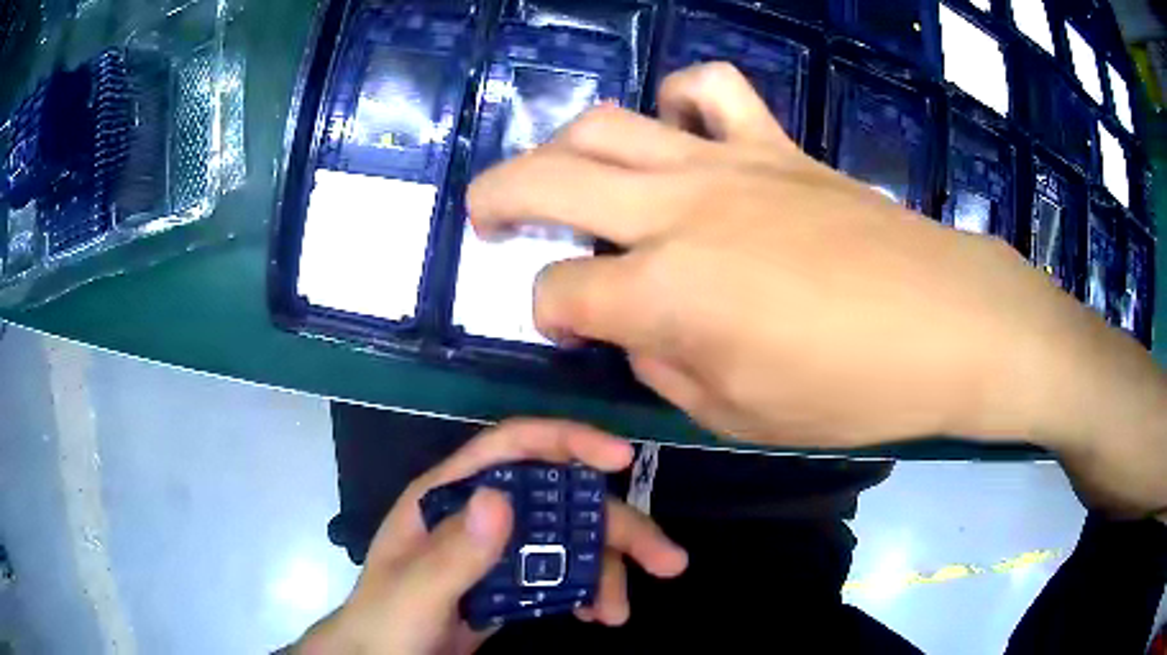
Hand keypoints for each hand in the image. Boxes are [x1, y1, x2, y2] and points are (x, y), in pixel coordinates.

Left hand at [290, 420, 687, 654]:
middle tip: (666, 560)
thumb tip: (502, 499)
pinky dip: (588, 589)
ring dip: (606, 569)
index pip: (512, 449)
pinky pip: (561, 575)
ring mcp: (498, 551)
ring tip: (619, 613)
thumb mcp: (413, 594)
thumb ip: (451, 555)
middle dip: (615, 526)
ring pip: (568, 540)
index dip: (568, 441)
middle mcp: (479, 515)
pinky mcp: (511, 584)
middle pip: (559, 500)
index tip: (622, 458)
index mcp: (448, 498)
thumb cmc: (385, 623)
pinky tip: (598, 614)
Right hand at [469, 62, 1166, 519]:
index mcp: (665, 293)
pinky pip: (713, 91)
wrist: (947, 326)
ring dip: (568, 144)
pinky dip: (680, 99)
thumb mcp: (738, 418)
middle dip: (499, 196)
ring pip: (611, 121)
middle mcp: (679, 211)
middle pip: (550, 176)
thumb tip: (632, 330)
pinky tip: (678, 129)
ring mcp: (730, 164)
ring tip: (568, 172)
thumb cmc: (852, 390)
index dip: (548, 313)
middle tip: (487, 216)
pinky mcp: (778, 146)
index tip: (565, 327)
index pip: (559, 290)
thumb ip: (663, 369)